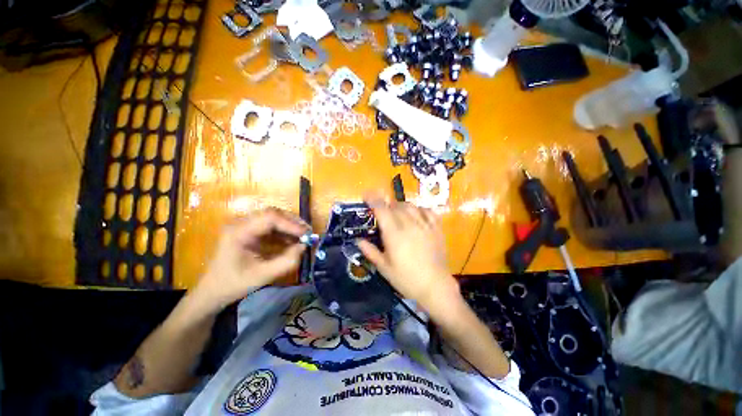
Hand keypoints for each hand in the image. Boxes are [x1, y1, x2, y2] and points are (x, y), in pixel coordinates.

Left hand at [192, 208, 309, 311]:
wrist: (212, 292)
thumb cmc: (233, 285)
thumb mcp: (262, 276)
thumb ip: (287, 261)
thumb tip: (305, 247)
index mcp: (239, 231)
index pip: (270, 217)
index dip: (291, 224)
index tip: (307, 235)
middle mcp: (241, 223)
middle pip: (273, 214)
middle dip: (293, 223)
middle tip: (308, 233)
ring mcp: (244, 225)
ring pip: (273, 218)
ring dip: (290, 226)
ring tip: (304, 237)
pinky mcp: (249, 231)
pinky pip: (271, 226)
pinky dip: (284, 232)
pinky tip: (293, 240)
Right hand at [357, 195, 458, 311]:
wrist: (435, 286)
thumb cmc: (406, 279)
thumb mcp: (384, 268)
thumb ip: (370, 251)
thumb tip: (358, 240)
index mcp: (394, 234)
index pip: (382, 210)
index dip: (373, 199)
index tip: (367, 195)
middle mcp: (409, 224)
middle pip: (395, 206)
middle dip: (386, 204)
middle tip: (381, 212)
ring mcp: (425, 225)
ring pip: (410, 206)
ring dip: (400, 206)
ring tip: (397, 212)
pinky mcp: (436, 228)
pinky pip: (428, 211)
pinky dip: (419, 209)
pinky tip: (416, 214)